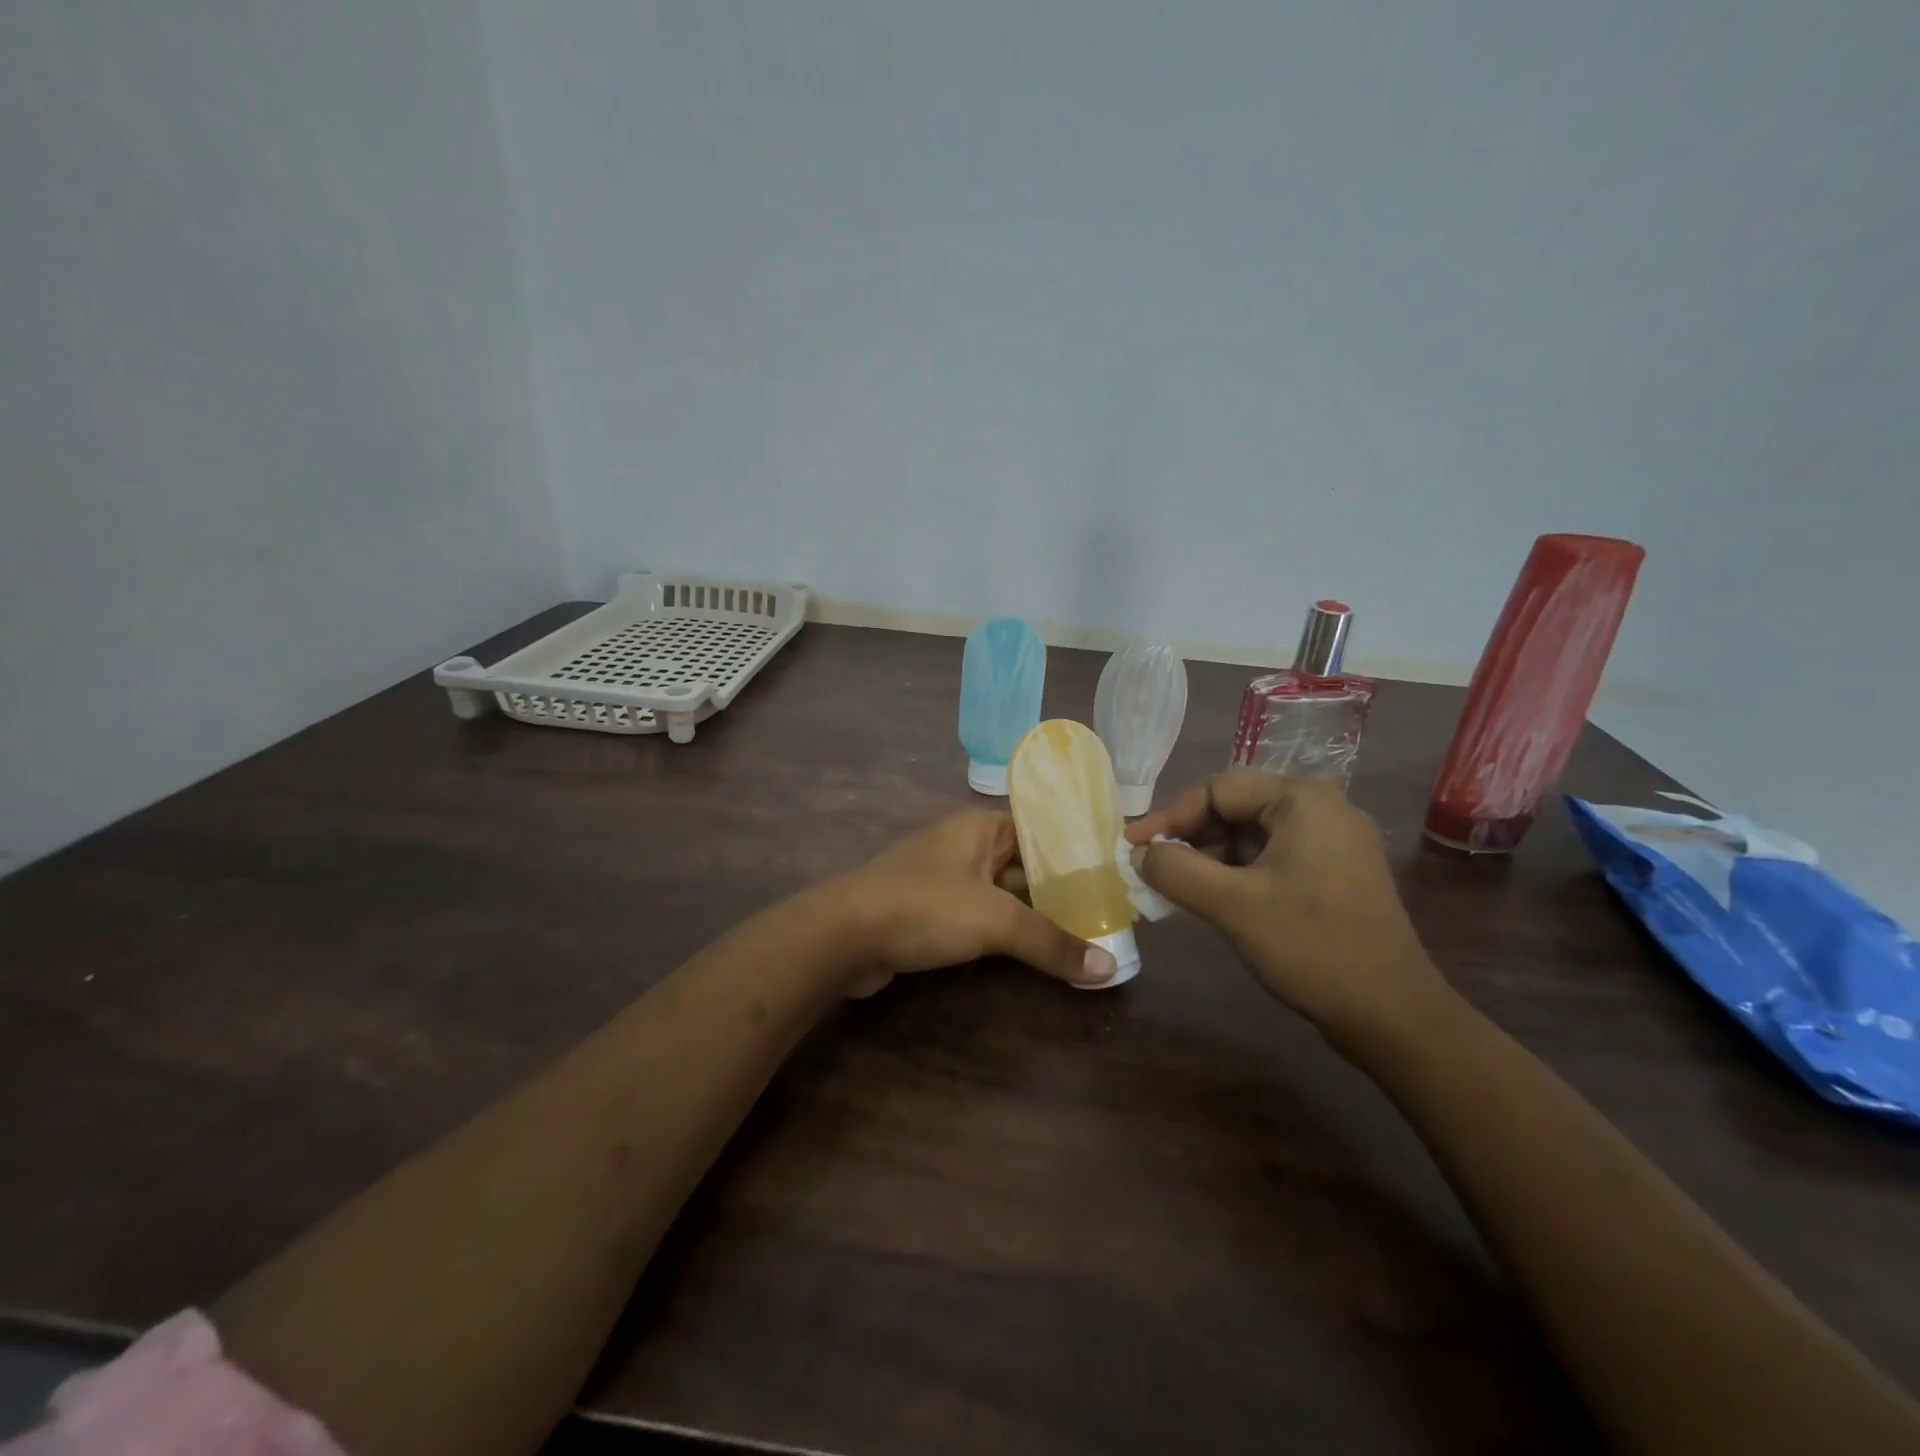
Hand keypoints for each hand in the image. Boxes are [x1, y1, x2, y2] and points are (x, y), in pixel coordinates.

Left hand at [827, 810, 1119, 996]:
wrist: (844, 935)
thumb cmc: (924, 907)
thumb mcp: (995, 920)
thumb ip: (1051, 941)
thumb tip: (1108, 967)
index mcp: (982, 828)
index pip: (1043, 829)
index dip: (1080, 851)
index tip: (1118, 875)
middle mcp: (968, 847)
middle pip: (1028, 866)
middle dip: (1065, 891)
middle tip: (1113, 914)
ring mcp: (949, 881)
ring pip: (1007, 896)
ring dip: (1039, 917)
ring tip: (1090, 936)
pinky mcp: (934, 914)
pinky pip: (985, 919)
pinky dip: (1011, 935)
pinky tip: (1041, 953)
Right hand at [1125, 771, 1448, 1039]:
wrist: (1393, 1015)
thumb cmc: (1312, 947)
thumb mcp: (1231, 905)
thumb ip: (1175, 870)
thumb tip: (1139, 852)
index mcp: (1302, 800)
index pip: (1217, 789)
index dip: (1169, 816)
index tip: (1132, 846)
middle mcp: (1322, 808)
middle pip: (1235, 808)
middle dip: (1189, 837)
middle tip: (1151, 867)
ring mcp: (1333, 841)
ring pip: (1251, 835)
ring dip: (1210, 858)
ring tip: (1174, 887)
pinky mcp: (1335, 872)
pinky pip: (1272, 857)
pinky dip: (1237, 873)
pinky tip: (1212, 899)